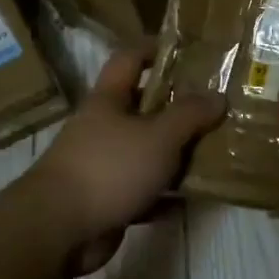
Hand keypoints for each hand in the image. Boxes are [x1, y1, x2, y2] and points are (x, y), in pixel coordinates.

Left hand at [29, 47, 226, 275]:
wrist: (59, 229)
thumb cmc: (109, 168)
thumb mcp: (159, 136)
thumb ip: (190, 115)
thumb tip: (218, 96)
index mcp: (108, 101)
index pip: (129, 59)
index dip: (155, 49)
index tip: (187, 51)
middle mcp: (102, 128)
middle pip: (142, 107)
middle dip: (177, 107)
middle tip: (214, 107)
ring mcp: (102, 166)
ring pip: (145, 151)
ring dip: (175, 153)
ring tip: (213, 151)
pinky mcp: (106, 201)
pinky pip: (143, 191)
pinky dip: (165, 194)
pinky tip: (191, 198)